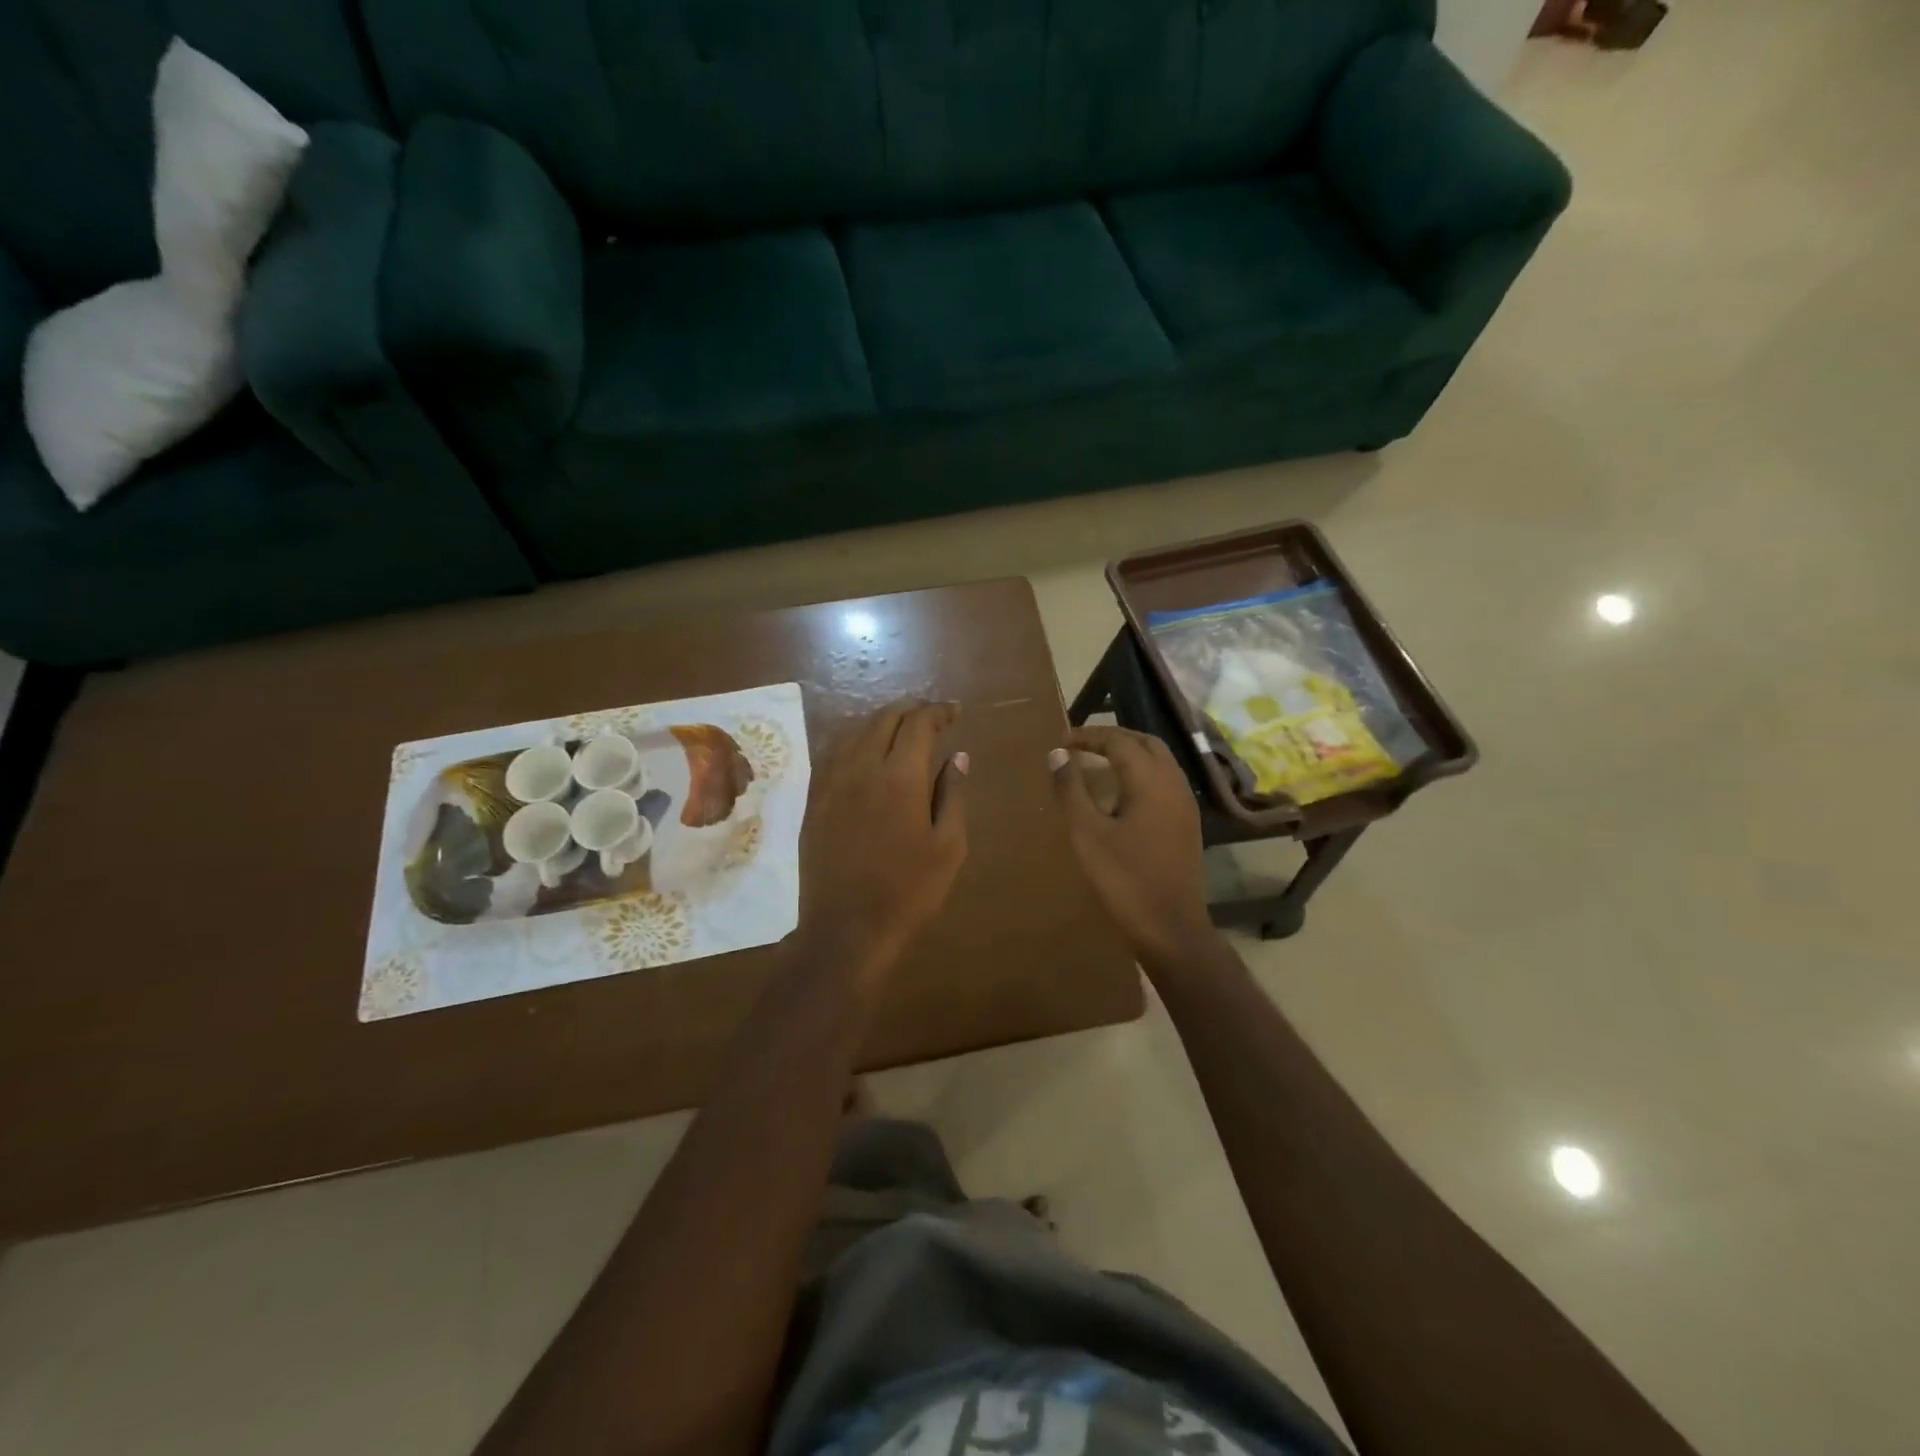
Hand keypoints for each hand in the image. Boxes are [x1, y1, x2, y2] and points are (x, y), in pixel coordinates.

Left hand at [798, 700, 968, 980]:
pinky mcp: (814, 799)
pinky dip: (852, 737)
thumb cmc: (908, 891)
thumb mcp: (948, 847)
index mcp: (900, 777)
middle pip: (883, 718)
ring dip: (880, 719)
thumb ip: (953, 795)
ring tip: (900, 726)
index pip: (918, 724)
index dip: (938, 711)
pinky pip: (831, 751)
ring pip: (853, 729)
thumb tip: (958, 756)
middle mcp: (861, 768)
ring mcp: (831, 781)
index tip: (954, 712)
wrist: (847, 928)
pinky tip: (862, 748)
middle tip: (931, 716)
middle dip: (910, 709)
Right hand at [1051, 726, 1212, 968]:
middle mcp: (1173, 784)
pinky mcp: (1187, 823)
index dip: (1089, 736)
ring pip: (1159, 760)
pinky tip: (1121, 792)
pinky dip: (1142, 772)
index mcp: (1151, 781)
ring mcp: (1185, 804)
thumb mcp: (1087, 833)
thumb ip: (1071, 789)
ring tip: (1097, 763)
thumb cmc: (1124, 879)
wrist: (1170, 927)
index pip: (1119, 742)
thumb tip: (1057, 754)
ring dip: (1129, 753)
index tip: (1062, 742)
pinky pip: (1165, 780)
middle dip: (1113, 738)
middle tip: (1081, 746)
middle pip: (1145, 743)